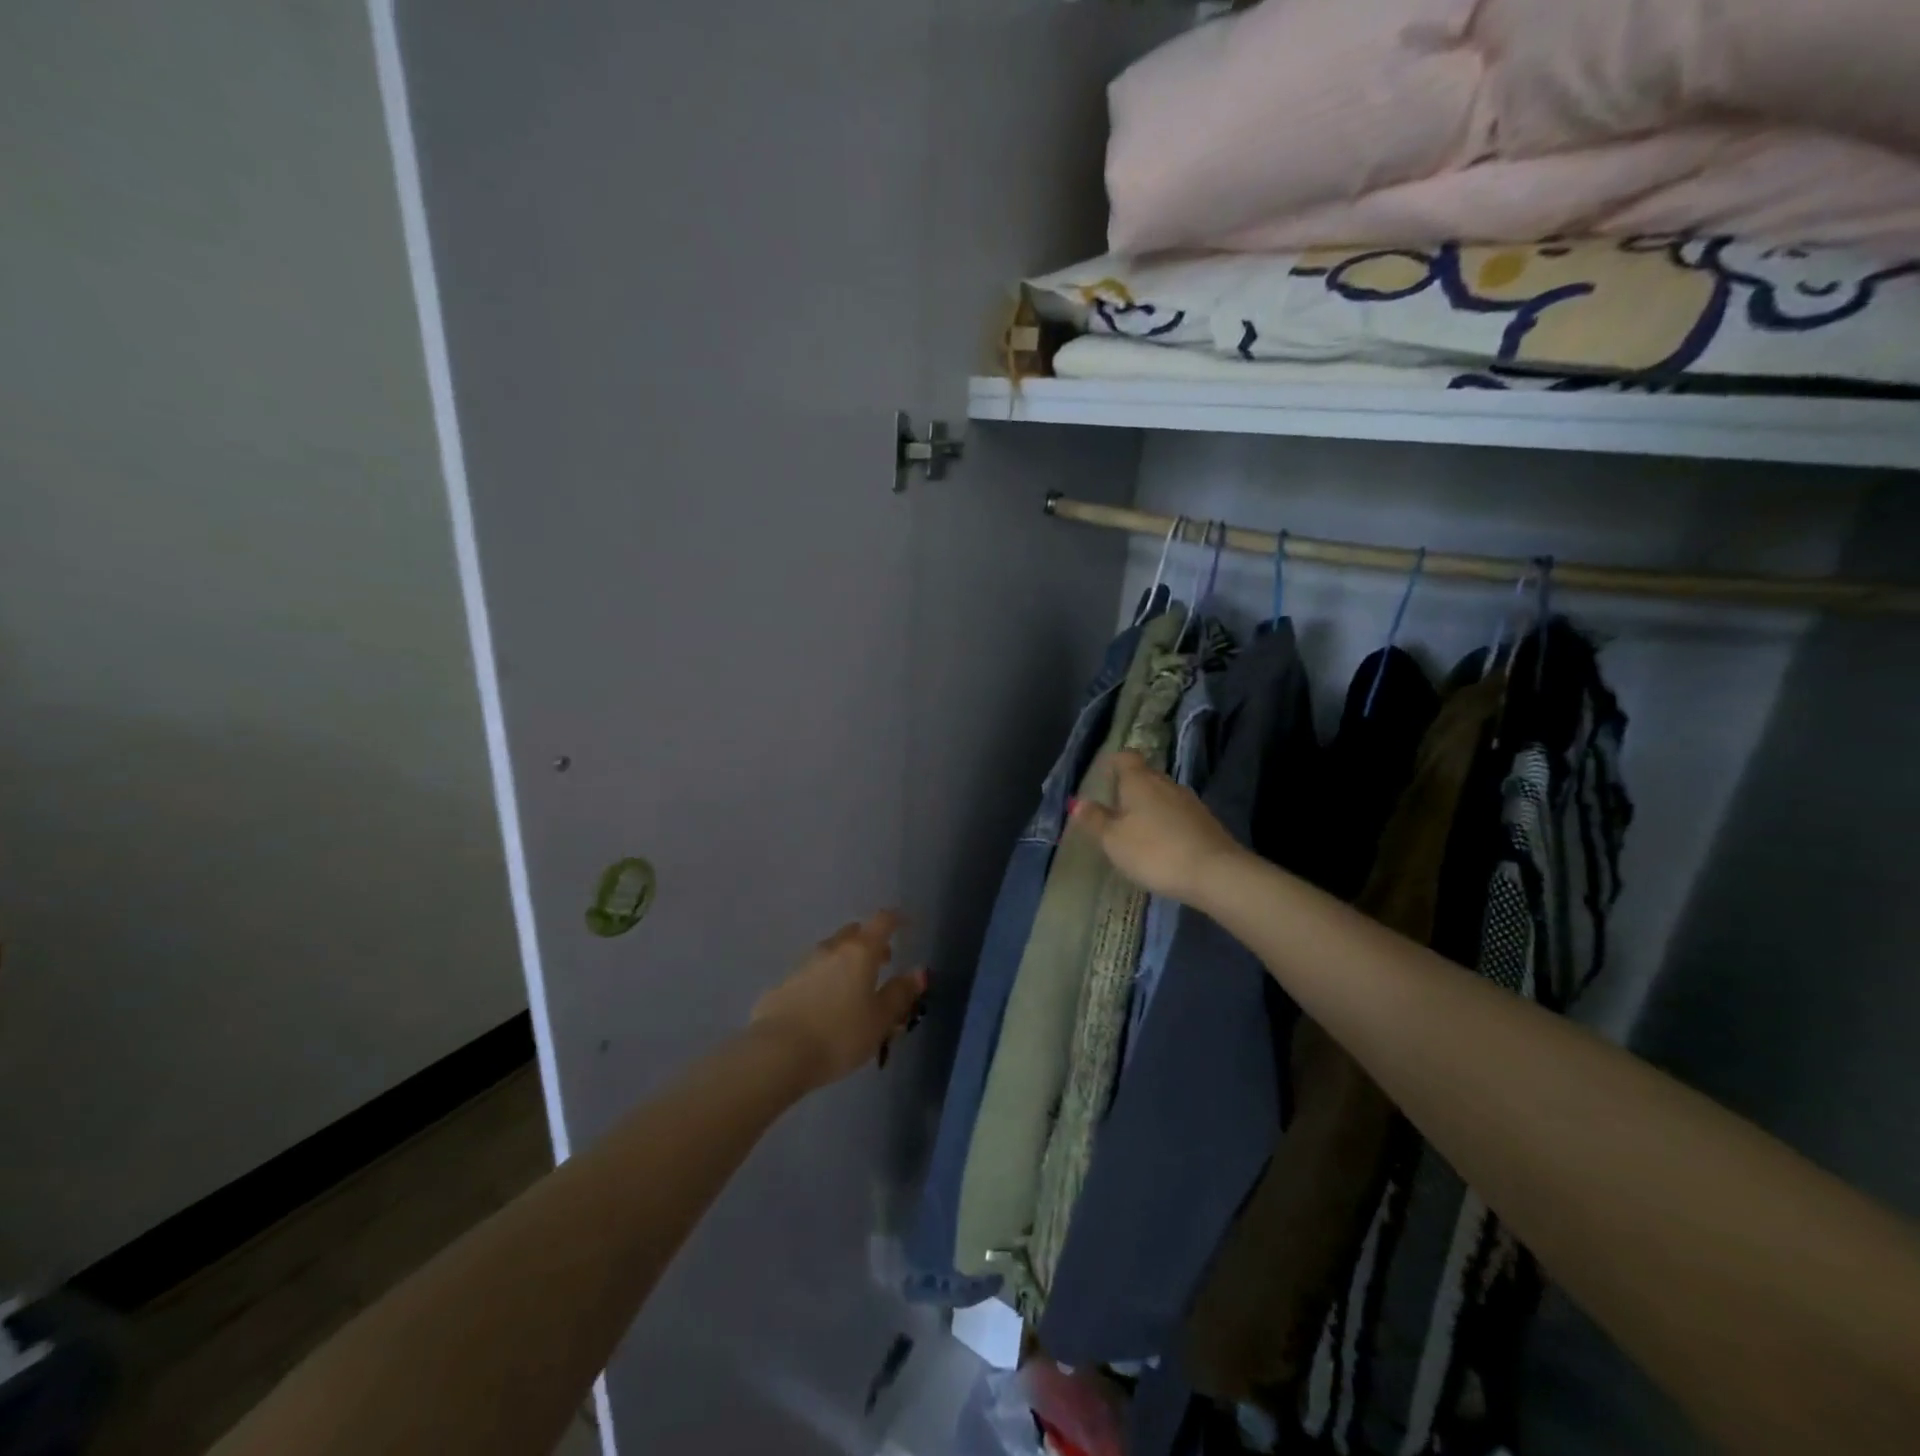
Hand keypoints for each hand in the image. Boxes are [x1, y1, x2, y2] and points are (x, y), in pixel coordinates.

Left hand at [751, 910, 926, 1088]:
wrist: (778, 1054)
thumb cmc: (840, 1035)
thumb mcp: (880, 1019)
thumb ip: (900, 993)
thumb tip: (919, 972)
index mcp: (860, 952)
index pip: (883, 921)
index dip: (897, 919)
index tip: (906, 924)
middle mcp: (830, 949)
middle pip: (854, 934)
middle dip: (870, 943)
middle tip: (881, 963)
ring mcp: (802, 965)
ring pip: (830, 953)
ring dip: (845, 962)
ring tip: (853, 989)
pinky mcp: (782, 985)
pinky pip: (810, 974)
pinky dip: (823, 981)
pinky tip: (823, 1007)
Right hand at [1072, 751, 1242, 905]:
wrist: (1215, 873)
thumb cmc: (1154, 851)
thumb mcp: (1114, 840)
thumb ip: (1095, 820)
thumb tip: (1078, 802)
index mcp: (1140, 780)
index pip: (1125, 758)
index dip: (1113, 762)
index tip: (1103, 775)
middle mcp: (1166, 783)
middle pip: (1145, 776)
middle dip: (1129, 788)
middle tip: (1113, 807)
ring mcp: (1190, 802)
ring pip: (1163, 796)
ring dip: (1148, 807)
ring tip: (1135, 828)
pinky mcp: (1206, 822)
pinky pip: (1178, 815)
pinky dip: (1166, 823)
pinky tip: (1161, 844)